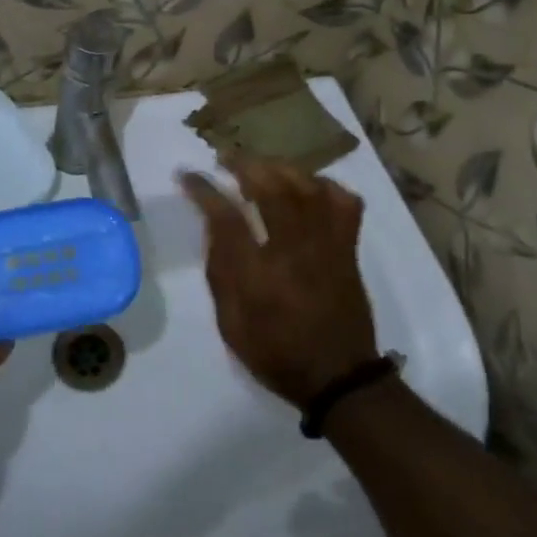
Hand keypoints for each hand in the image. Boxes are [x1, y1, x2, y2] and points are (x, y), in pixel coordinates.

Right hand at [179, 161, 378, 408]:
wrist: (339, 378)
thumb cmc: (277, 354)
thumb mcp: (231, 325)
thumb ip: (221, 274)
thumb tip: (215, 228)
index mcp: (259, 275)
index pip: (227, 217)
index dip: (204, 190)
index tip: (187, 175)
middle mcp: (294, 251)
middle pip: (271, 188)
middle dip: (243, 165)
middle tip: (225, 158)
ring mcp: (327, 245)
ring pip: (307, 187)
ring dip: (280, 168)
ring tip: (261, 165)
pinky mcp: (348, 248)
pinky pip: (344, 203)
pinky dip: (326, 187)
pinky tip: (309, 187)